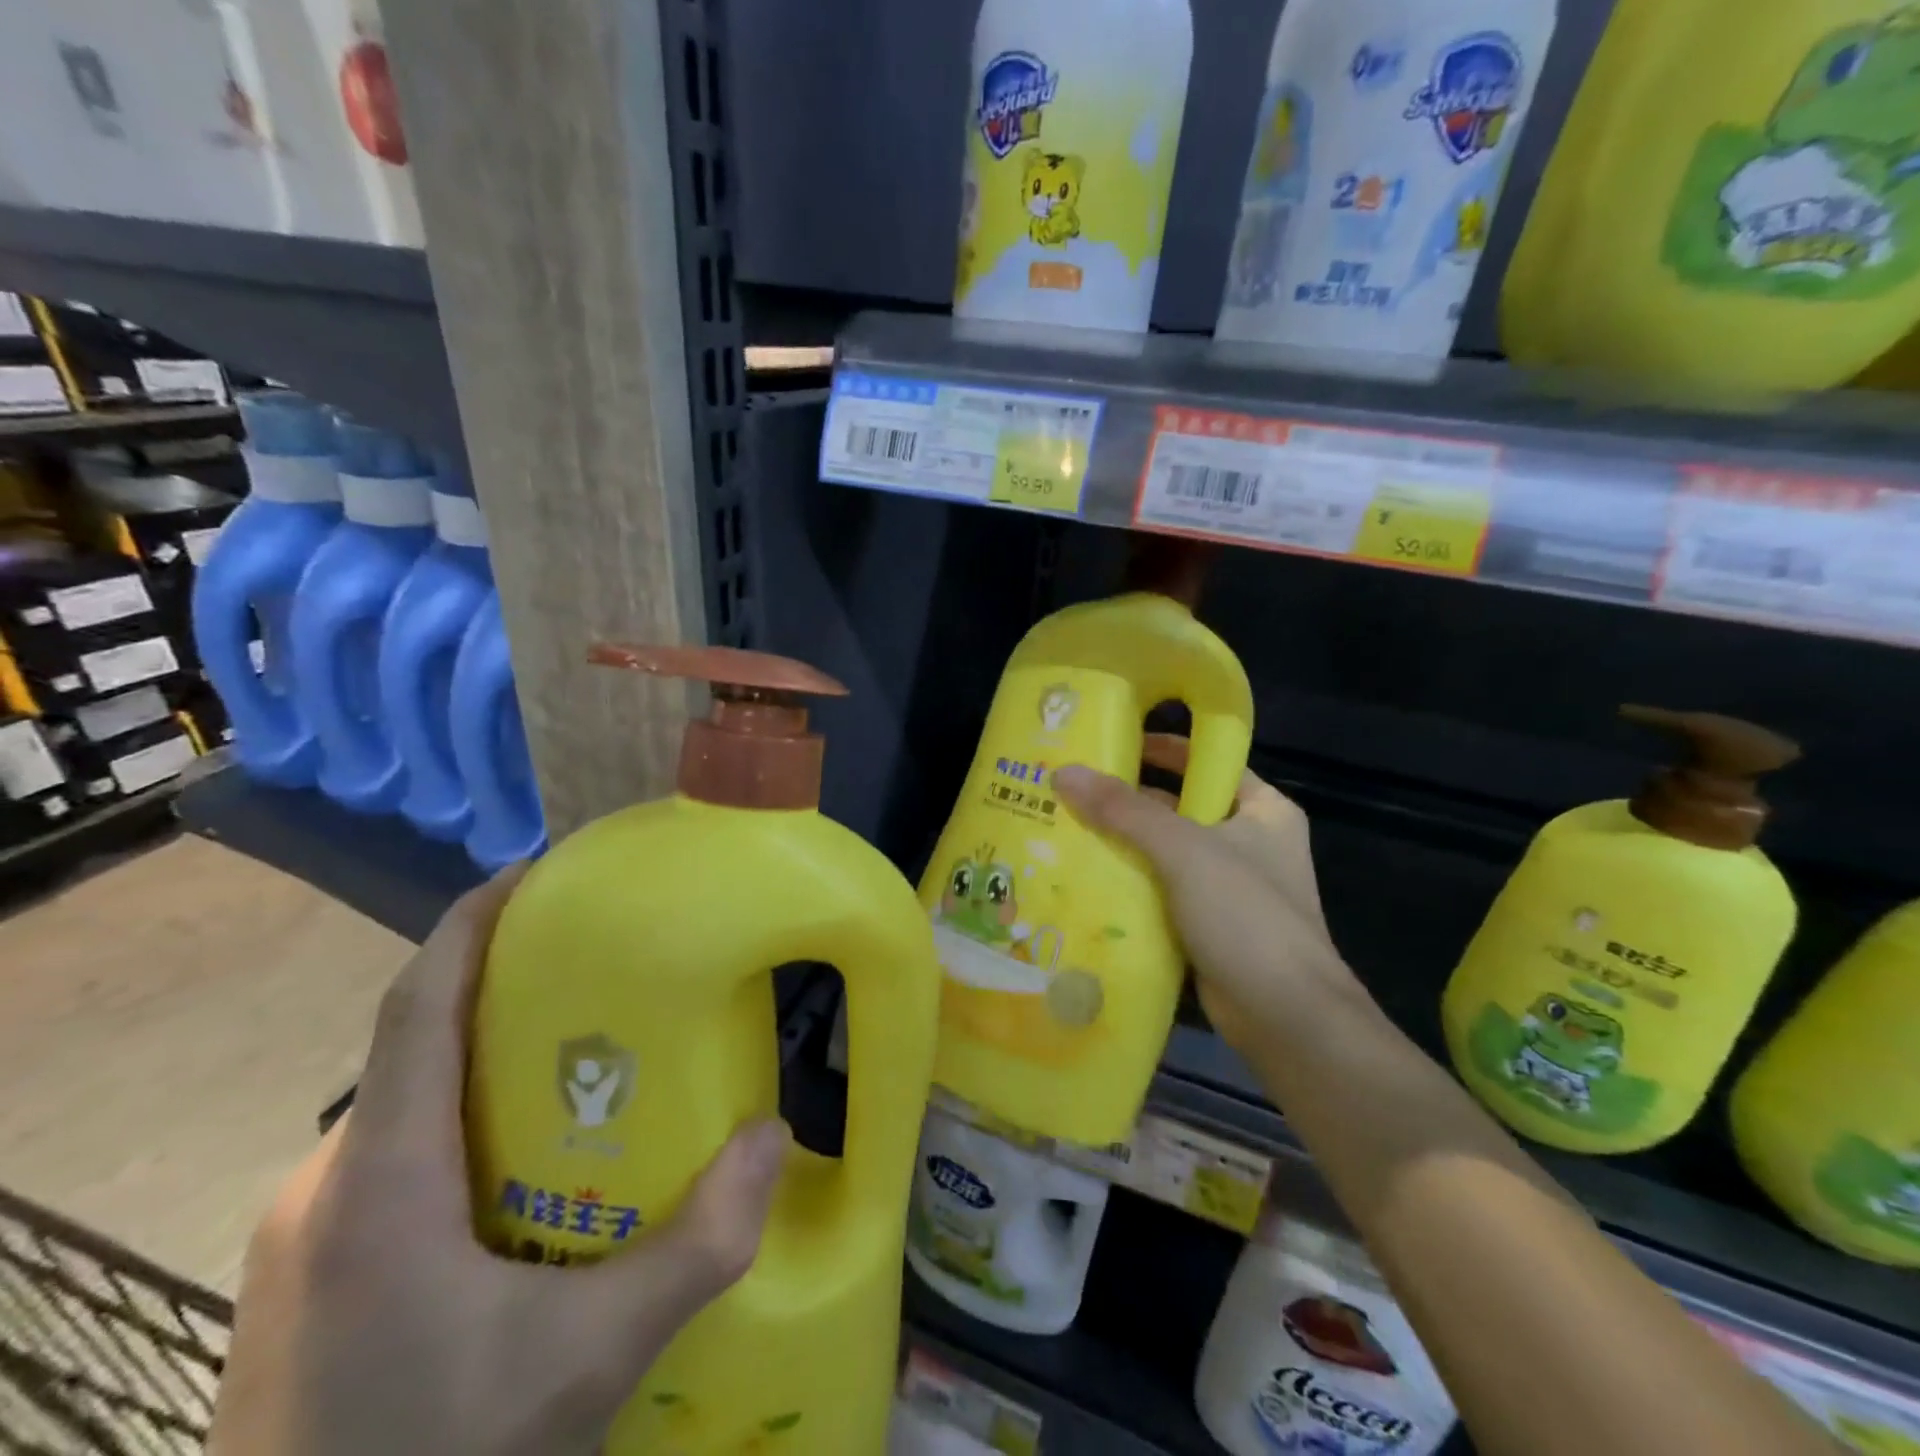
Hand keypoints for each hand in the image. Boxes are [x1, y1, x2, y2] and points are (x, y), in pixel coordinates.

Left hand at [209, 868, 790, 1455]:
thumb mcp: (588, 1361)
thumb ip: (696, 1247)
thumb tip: (774, 1138)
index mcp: (383, 1179)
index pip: (419, 1004)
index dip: (471, 924)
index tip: (535, 871)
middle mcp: (330, 1185)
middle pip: (419, 1044)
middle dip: (505, 988)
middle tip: (600, 973)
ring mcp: (309, 1236)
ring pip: (410, 1104)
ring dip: (488, 1060)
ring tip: (583, 1063)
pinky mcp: (311, 1279)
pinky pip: (398, 1157)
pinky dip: (465, 1122)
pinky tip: (528, 1171)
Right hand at [1054, 734, 1363, 1049]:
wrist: (1284, 1016)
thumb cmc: (1245, 914)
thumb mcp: (1183, 849)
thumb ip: (1124, 810)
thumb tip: (1065, 773)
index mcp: (1263, 809)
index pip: (1208, 762)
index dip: (1162, 749)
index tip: (1110, 744)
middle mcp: (1250, 841)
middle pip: (1182, 807)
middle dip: (1130, 802)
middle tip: (1073, 792)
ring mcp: (1231, 887)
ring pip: (1168, 853)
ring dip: (1125, 846)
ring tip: (1067, 830)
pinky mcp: (1210, 925)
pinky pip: (1164, 891)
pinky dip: (1132, 885)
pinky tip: (1087, 880)